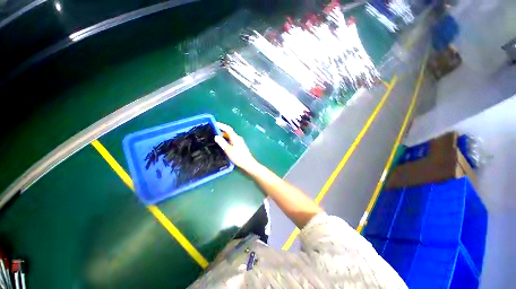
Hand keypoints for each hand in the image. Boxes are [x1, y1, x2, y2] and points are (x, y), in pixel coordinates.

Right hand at [214, 122, 258, 172]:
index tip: (215, 124)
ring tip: (216, 138)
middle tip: (213, 132)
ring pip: (230, 137)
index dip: (221, 125)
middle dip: (222, 131)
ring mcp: (239, 142)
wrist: (248, 163)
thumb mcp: (228, 150)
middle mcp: (238, 138)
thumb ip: (222, 143)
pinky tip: (223, 144)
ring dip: (224, 136)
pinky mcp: (240, 146)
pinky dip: (227, 140)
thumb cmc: (238, 156)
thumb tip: (216, 136)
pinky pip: (232, 141)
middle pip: (229, 132)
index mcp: (235, 137)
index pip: (228, 129)